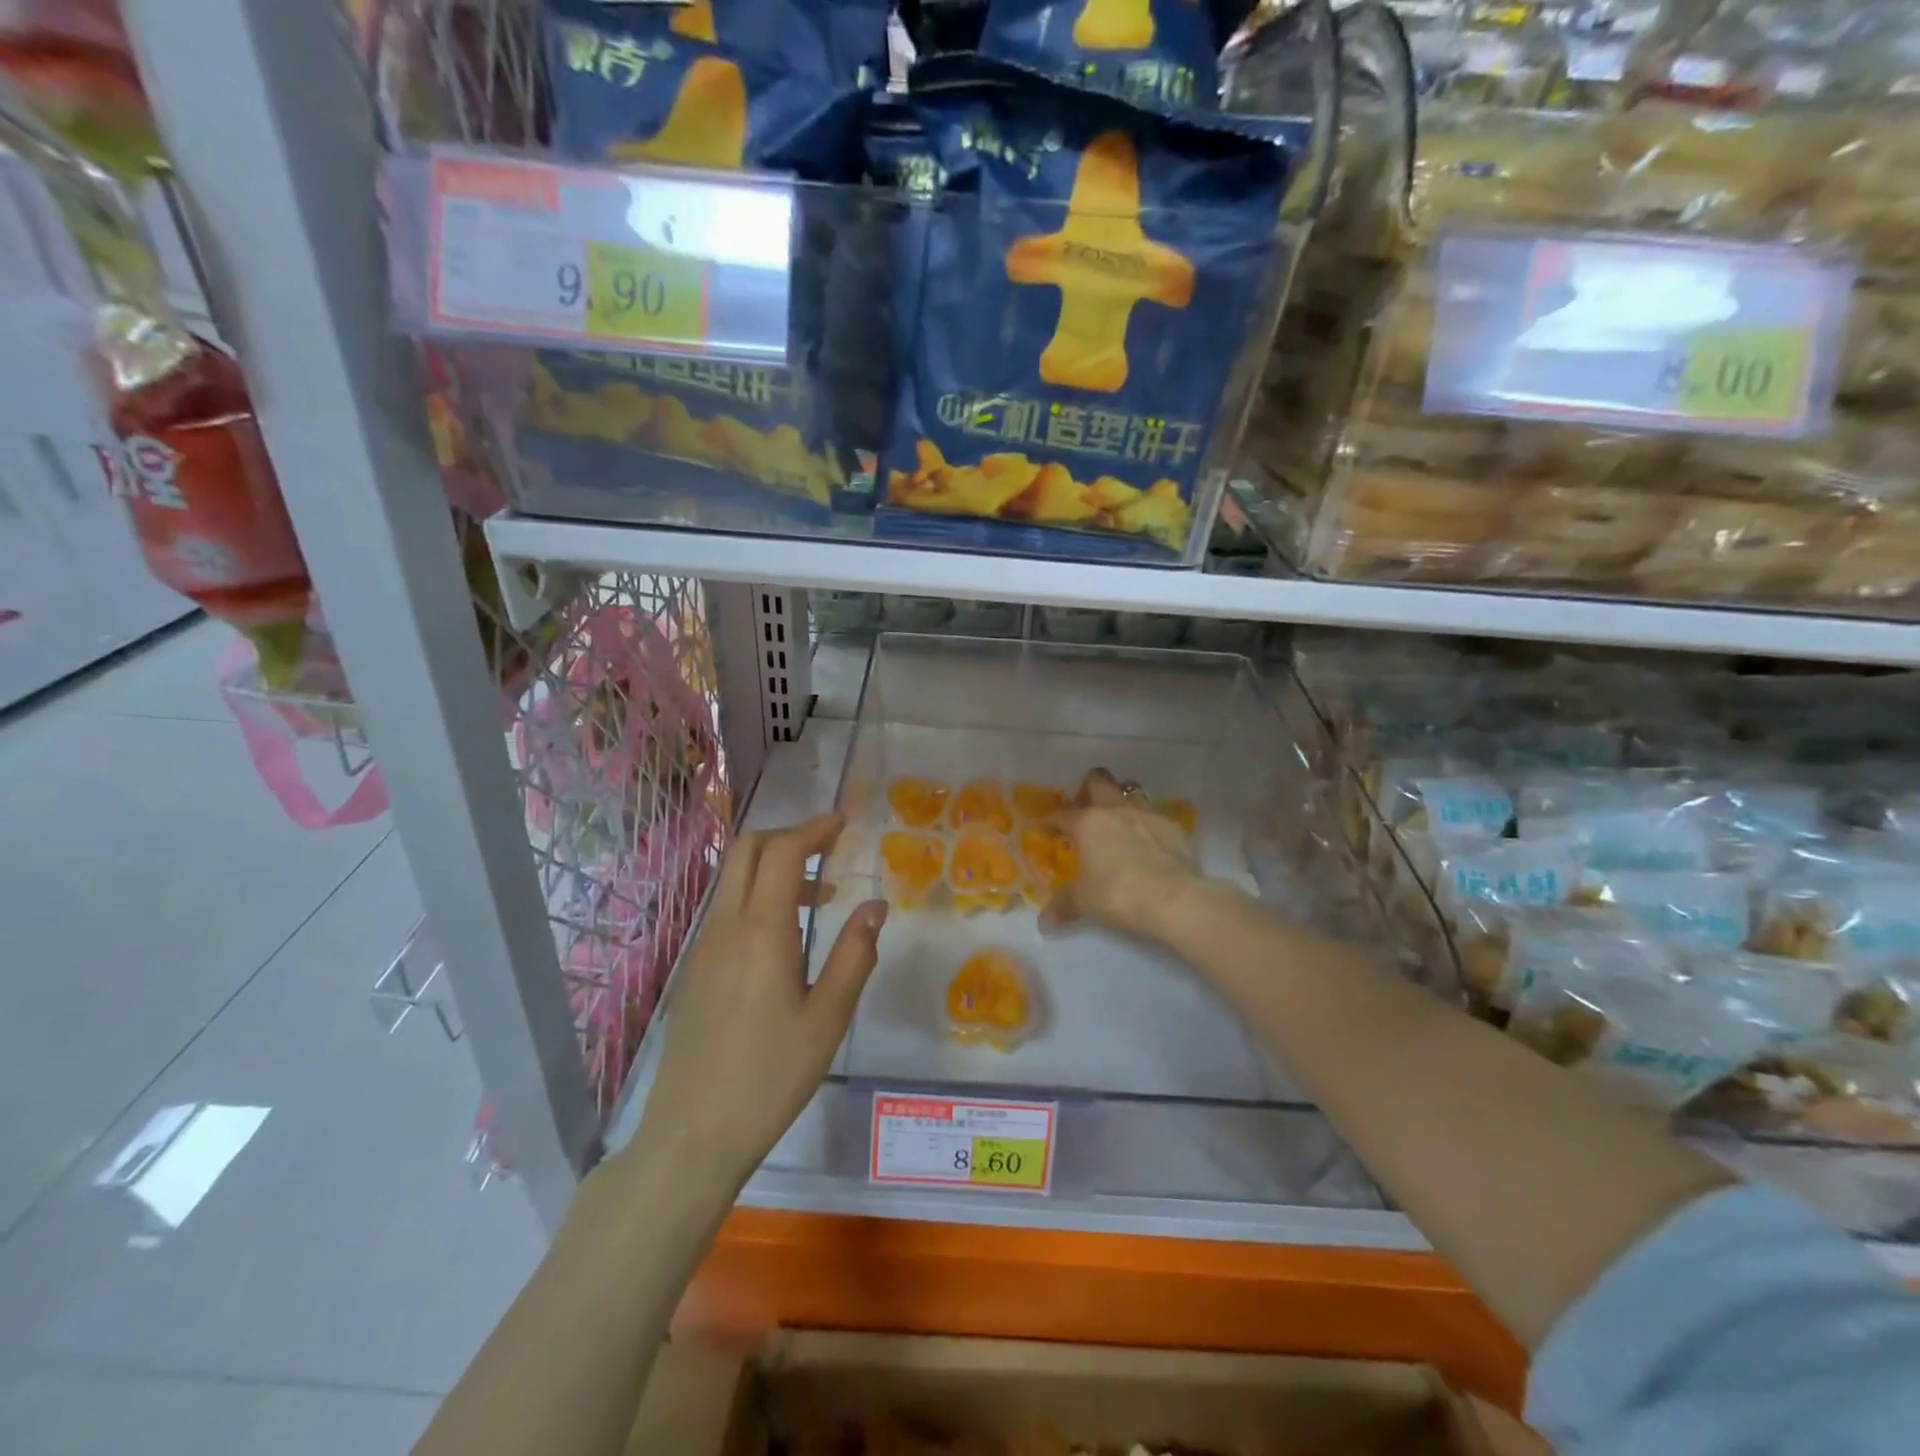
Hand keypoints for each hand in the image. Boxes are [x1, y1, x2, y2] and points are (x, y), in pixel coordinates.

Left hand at [633, 813, 886, 1189]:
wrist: (693, 1134)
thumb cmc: (771, 1076)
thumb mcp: (829, 1018)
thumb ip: (855, 954)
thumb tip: (875, 906)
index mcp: (760, 931)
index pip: (781, 852)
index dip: (813, 828)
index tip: (843, 823)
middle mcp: (725, 927)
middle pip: (747, 851)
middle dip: (789, 836)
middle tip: (829, 848)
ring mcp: (703, 948)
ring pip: (735, 880)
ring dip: (774, 869)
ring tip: (819, 899)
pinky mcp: (695, 970)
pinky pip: (727, 911)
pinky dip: (759, 898)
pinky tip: (786, 939)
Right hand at [1046, 768, 1204, 943]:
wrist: (1175, 899)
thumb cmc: (1118, 895)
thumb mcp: (1084, 903)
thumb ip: (1062, 907)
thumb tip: (1044, 924)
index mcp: (1088, 822)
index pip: (1061, 813)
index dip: (1049, 820)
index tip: (1043, 829)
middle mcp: (1116, 810)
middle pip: (1098, 780)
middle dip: (1088, 790)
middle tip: (1084, 811)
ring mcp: (1148, 814)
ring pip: (1130, 791)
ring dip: (1120, 801)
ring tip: (1117, 822)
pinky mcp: (1174, 827)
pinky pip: (1155, 816)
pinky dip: (1147, 825)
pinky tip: (1148, 843)